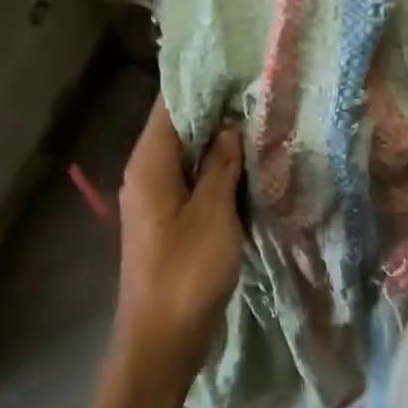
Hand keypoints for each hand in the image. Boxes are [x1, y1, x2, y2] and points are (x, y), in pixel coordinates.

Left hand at [111, 96, 243, 379]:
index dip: (203, 84)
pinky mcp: (170, 222)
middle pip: (180, 129)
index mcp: (149, 165)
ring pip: (189, 158)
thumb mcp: (213, 213)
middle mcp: (146, 175)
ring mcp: (157, 200)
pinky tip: (249, 168)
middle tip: (261, 93)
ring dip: (220, 144)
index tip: (239, 67)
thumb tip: (229, 127)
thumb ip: (220, 166)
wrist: (162, 339)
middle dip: (217, 112)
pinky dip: (217, 172)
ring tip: (261, 123)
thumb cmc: (187, 272)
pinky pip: (194, 184)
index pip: (171, 106)